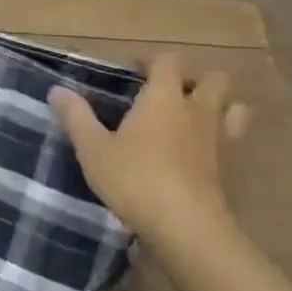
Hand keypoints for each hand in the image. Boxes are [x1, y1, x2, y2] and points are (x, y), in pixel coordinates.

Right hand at [49, 54, 246, 249]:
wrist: (187, 229)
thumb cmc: (136, 180)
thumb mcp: (94, 149)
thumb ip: (76, 117)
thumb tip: (57, 90)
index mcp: (164, 97)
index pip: (168, 61)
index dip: (153, 61)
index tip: (135, 72)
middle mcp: (197, 111)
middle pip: (214, 79)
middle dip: (197, 80)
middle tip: (171, 95)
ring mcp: (219, 141)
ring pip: (234, 109)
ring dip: (220, 107)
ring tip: (195, 120)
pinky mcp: (231, 171)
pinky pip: (234, 143)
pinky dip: (223, 142)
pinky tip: (201, 157)